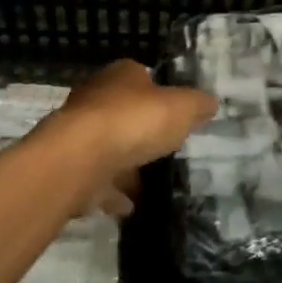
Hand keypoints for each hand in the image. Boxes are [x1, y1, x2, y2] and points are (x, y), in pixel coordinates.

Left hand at [47, 60, 217, 208]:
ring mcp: (79, 134)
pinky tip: (129, 207)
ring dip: (125, 166)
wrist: (79, 159)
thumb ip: (197, 105)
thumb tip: (210, 102)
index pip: (142, 77)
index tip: (176, 115)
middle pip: (123, 113)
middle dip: (141, 132)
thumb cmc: (134, 121)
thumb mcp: (181, 108)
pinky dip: (112, 193)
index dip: (160, 94)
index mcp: (121, 75)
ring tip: (149, 185)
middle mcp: (96, 98)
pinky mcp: (70, 167)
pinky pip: (96, 180)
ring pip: (108, 148)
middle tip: (164, 151)